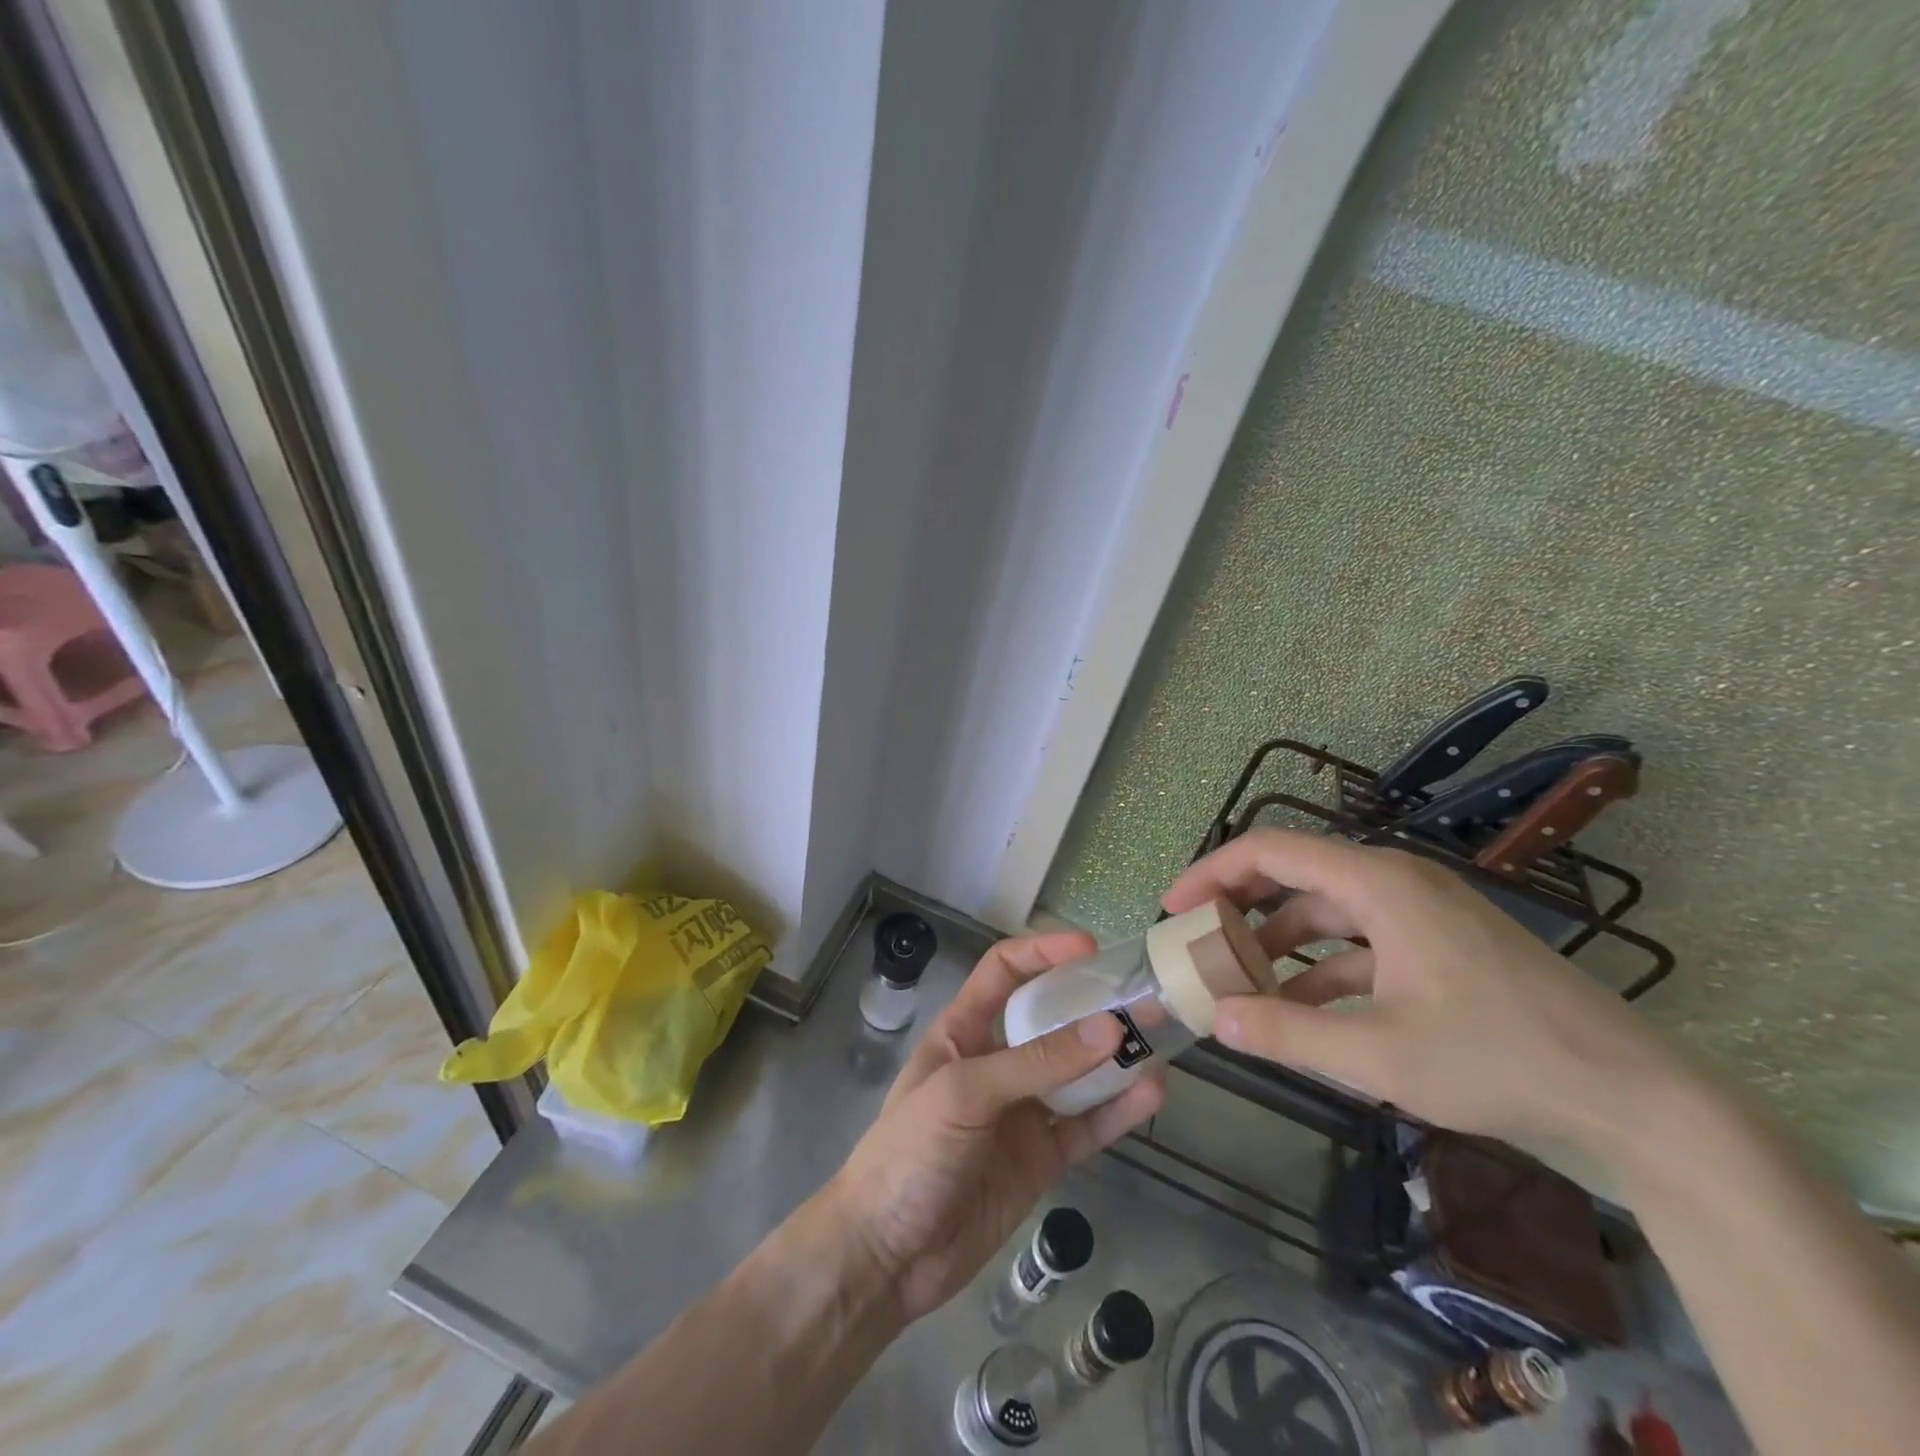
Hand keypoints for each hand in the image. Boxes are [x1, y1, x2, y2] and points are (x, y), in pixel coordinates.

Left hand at [826, 930, 1163, 1324]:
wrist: (886, 1257)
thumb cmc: (910, 1153)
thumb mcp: (965, 1093)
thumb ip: (1036, 1063)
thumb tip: (1108, 1028)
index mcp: (964, 1032)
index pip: (1003, 973)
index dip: (1042, 952)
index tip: (1089, 948)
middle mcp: (997, 1063)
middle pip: (1051, 1021)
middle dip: (1093, 1007)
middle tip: (1145, 998)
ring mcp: (1022, 1112)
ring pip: (1077, 1075)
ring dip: (1115, 1059)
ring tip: (1161, 1041)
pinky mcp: (1041, 1160)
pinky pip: (1086, 1127)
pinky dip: (1118, 1112)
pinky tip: (1151, 1095)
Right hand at [1162, 829, 1684, 1158]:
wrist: (1638, 1104)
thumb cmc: (1502, 1060)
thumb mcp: (1380, 1053)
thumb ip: (1287, 1031)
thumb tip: (1215, 1020)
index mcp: (1380, 883)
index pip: (1271, 850)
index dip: (1212, 873)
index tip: (1173, 909)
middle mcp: (1396, 883)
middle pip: (1296, 875)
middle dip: (1240, 908)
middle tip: (1198, 943)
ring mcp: (1423, 914)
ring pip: (1327, 913)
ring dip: (1280, 944)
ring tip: (1240, 984)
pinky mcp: (1441, 947)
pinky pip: (1361, 942)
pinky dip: (1322, 969)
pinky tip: (1302, 1010)